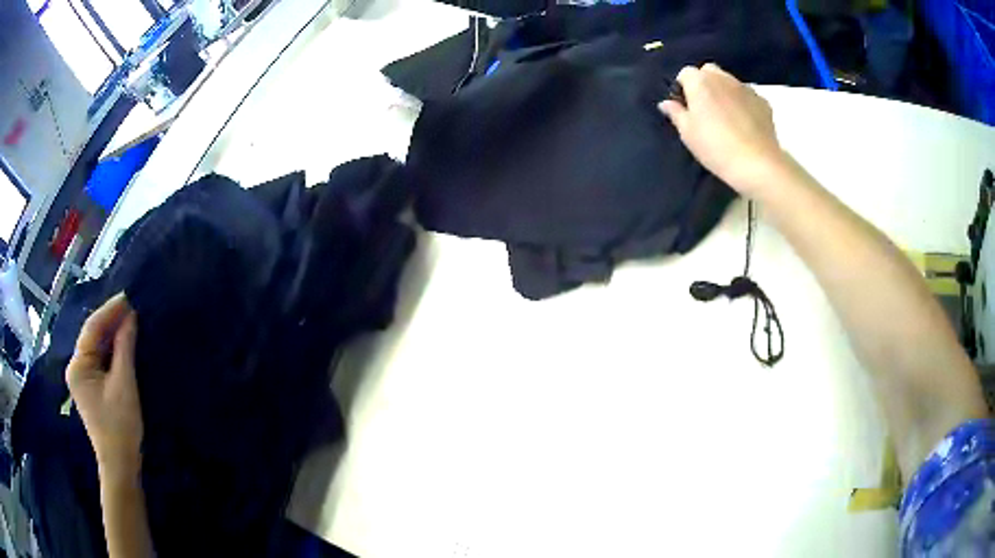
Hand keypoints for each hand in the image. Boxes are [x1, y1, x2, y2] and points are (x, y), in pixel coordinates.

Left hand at [65, 293, 142, 478]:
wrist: (120, 465)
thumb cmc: (120, 426)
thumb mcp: (124, 384)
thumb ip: (125, 347)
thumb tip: (130, 315)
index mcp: (78, 365)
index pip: (92, 328)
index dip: (110, 310)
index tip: (129, 296)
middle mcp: (75, 367)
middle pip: (93, 336)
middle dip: (111, 321)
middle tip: (133, 306)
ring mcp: (82, 378)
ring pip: (97, 347)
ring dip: (112, 335)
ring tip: (131, 320)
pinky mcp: (91, 388)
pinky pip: (100, 360)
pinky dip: (112, 350)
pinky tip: (124, 343)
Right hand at [659, 63, 788, 195]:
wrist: (757, 164)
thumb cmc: (715, 147)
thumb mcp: (688, 133)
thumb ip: (676, 113)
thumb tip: (666, 103)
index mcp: (700, 82)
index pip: (685, 73)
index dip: (683, 87)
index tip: (685, 105)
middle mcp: (723, 78)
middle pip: (709, 71)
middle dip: (705, 83)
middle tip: (705, 108)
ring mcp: (745, 88)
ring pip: (729, 82)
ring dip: (724, 92)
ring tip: (726, 117)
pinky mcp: (763, 102)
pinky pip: (747, 96)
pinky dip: (743, 103)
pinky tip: (744, 123)